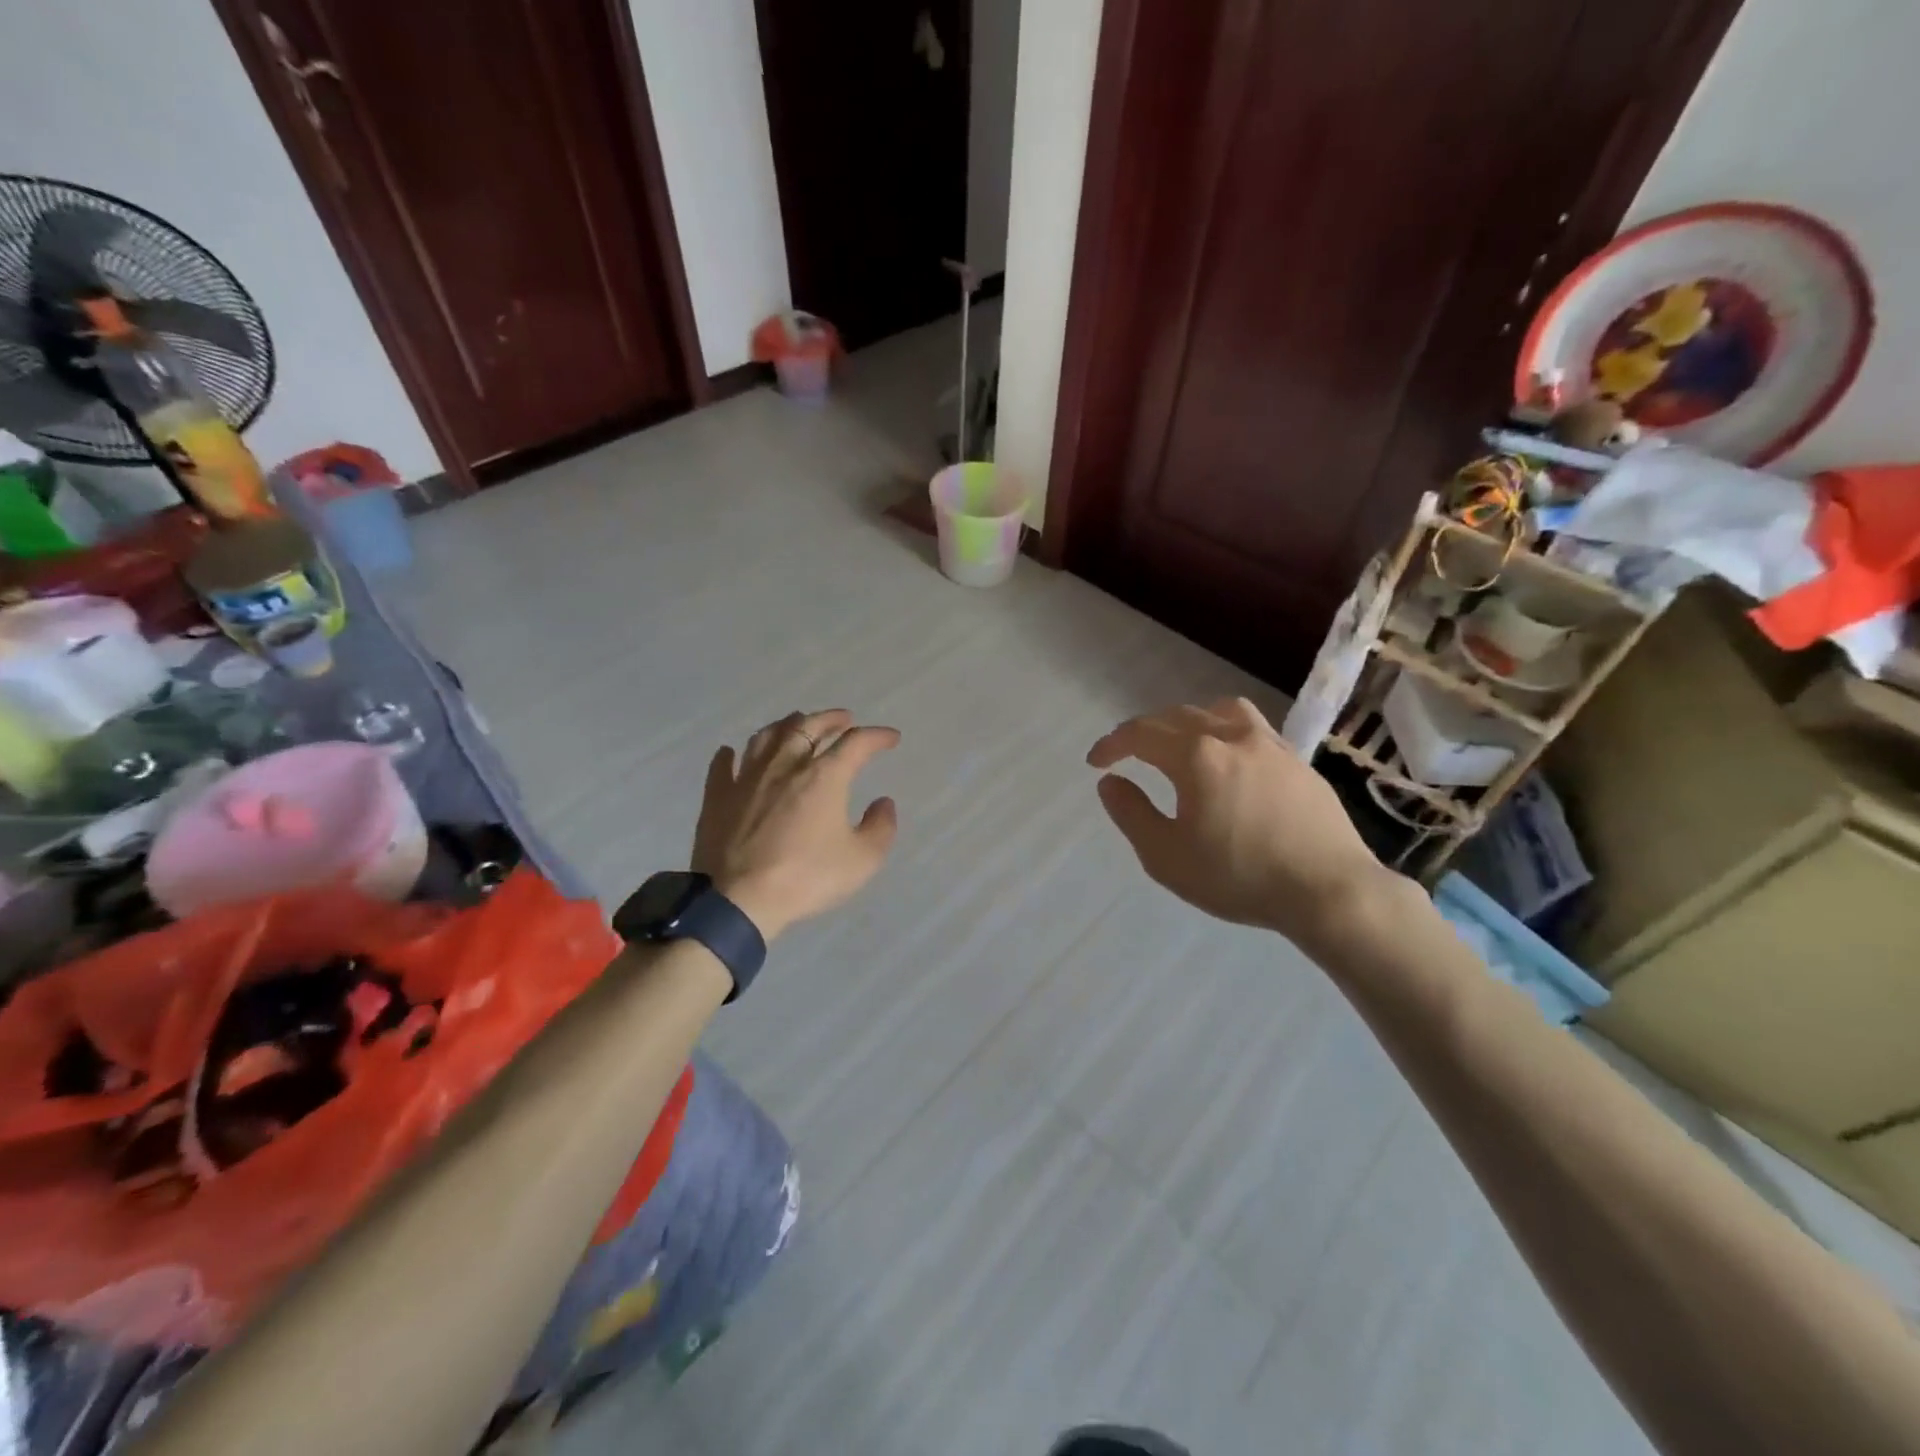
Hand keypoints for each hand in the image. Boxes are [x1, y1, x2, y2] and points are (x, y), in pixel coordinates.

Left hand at [691, 709, 900, 939]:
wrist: (738, 900)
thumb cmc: (806, 878)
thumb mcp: (862, 860)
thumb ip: (880, 827)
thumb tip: (883, 803)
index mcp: (823, 776)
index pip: (856, 743)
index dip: (877, 736)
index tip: (891, 738)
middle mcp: (785, 765)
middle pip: (808, 727)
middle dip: (831, 719)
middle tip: (844, 719)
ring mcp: (746, 778)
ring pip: (766, 736)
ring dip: (787, 726)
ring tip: (797, 725)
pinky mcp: (718, 797)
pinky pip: (723, 766)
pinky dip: (731, 755)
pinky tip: (732, 753)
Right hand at [1087, 698, 1392, 944]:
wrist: (1329, 890)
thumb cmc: (1239, 876)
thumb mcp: (1166, 856)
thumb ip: (1131, 813)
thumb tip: (1110, 782)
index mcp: (1196, 756)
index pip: (1141, 734)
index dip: (1112, 744)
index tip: (1096, 762)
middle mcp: (1231, 736)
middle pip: (1177, 717)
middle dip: (1144, 732)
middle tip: (1127, 754)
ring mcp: (1270, 744)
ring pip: (1219, 711)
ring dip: (1189, 722)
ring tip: (1180, 745)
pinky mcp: (1297, 759)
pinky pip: (1251, 727)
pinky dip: (1224, 732)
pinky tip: (1229, 761)